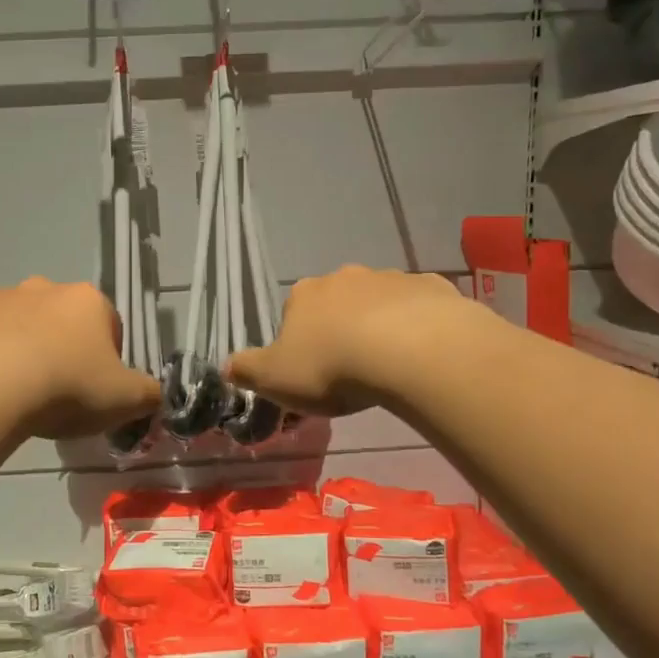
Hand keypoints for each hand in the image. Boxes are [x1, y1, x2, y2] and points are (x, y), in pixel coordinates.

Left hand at [0, 279, 160, 438]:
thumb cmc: (66, 387)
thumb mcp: (126, 400)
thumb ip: (148, 393)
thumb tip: (153, 394)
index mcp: (86, 301)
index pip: (109, 324)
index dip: (108, 359)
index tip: (97, 390)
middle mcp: (41, 288)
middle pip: (59, 319)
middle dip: (60, 347)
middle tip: (56, 392)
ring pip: (13, 324)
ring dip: (18, 349)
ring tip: (14, 393)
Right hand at [226, 266, 471, 415]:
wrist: (409, 351)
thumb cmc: (331, 367)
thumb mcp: (275, 380)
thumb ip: (247, 371)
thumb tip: (226, 366)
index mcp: (304, 295)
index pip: (293, 313)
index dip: (300, 342)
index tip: (311, 371)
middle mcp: (344, 277)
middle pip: (337, 303)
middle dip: (341, 328)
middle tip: (350, 370)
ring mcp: (391, 278)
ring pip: (380, 302)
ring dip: (380, 325)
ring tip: (389, 366)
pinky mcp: (432, 287)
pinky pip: (420, 307)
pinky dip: (418, 325)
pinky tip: (422, 354)